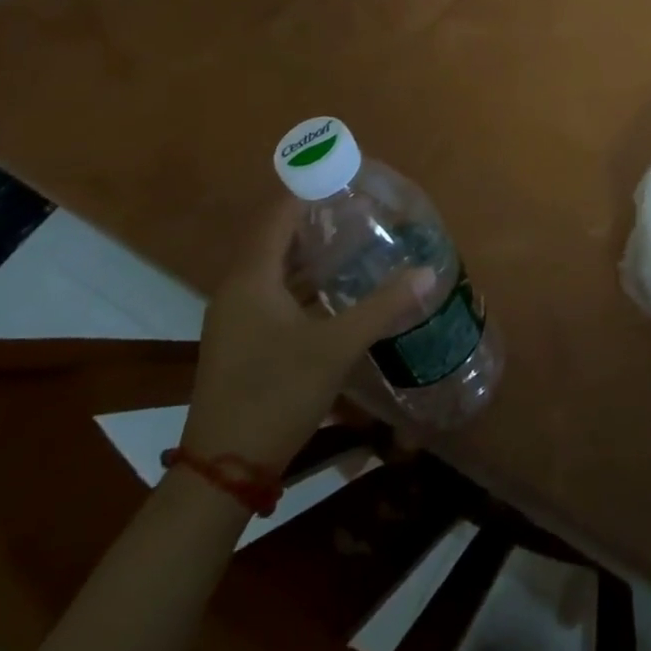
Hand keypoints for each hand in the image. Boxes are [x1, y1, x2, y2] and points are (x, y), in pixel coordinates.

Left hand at [181, 198, 433, 472]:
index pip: (280, 213)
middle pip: (277, 236)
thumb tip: (428, 272)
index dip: (311, 189)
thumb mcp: (335, 348)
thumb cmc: (274, 395)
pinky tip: (336, 288)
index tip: (347, 175)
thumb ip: (382, 306)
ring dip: (311, 250)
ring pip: (276, 266)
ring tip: (356, 238)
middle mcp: (238, 289)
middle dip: (317, 217)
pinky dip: (304, 279)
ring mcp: (237, 318)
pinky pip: (274, 291)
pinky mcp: (243, 341)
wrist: (222, 474)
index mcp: (252, 278)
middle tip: (361, 206)